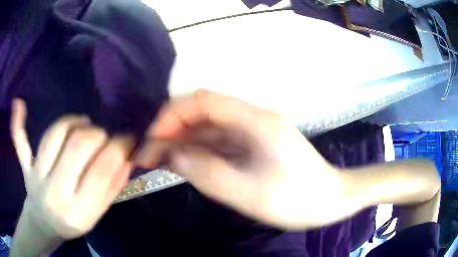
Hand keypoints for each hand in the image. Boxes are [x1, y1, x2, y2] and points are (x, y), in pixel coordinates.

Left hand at [11, 99, 133, 238]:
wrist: (44, 225)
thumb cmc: (71, 223)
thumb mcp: (95, 216)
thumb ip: (111, 188)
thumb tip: (126, 159)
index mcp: (77, 212)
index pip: (101, 171)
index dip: (118, 148)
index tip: (128, 138)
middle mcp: (54, 192)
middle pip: (77, 146)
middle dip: (98, 135)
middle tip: (105, 137)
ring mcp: (36, 176)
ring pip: (55, 134)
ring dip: (74, 123)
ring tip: (85, 125)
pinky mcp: (25, 165)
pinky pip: (19, 140)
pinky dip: (17, 123)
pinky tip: (18, 104)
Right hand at [136, 90, 350, 229]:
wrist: (331, 201)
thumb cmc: (298, 200)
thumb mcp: (249, 193)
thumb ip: (207, 172)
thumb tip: (172, 155)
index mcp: (255, 121)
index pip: (203, 101)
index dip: (172, 115)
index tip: (151, 138)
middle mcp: (251, 120)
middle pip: (202, 114)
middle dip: (171, 130)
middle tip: (147, 154)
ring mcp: (252, 134)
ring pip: (207, 130)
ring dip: (181, 142)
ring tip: (156, 160)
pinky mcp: (252, 148)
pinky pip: (217, 144)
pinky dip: (196, 152)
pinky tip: (180, 163)